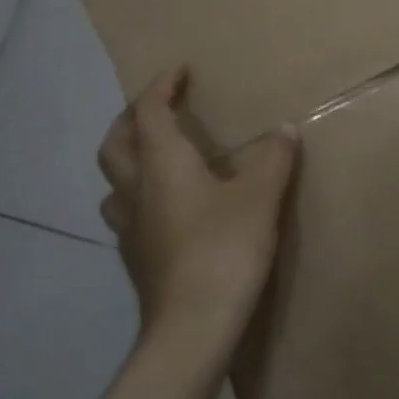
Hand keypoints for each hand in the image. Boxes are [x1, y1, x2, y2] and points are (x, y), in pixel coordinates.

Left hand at [97, 66, 298, 355]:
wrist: (192, 327)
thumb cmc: (224, 249)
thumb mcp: (260, 197)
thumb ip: (273, 158)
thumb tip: (284, 128)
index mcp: (162, 166)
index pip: (148, 113)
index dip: (160, 87)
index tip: (179, 71)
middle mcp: (137, 191)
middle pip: (115, 144)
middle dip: (132, 117)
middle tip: (159, 107)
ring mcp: (130, 229)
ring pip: (114, 182)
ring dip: (129, 159)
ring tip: (157, 156)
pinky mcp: (138, 259)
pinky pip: (129, 213)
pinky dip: (141, 195)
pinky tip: (168, 208)